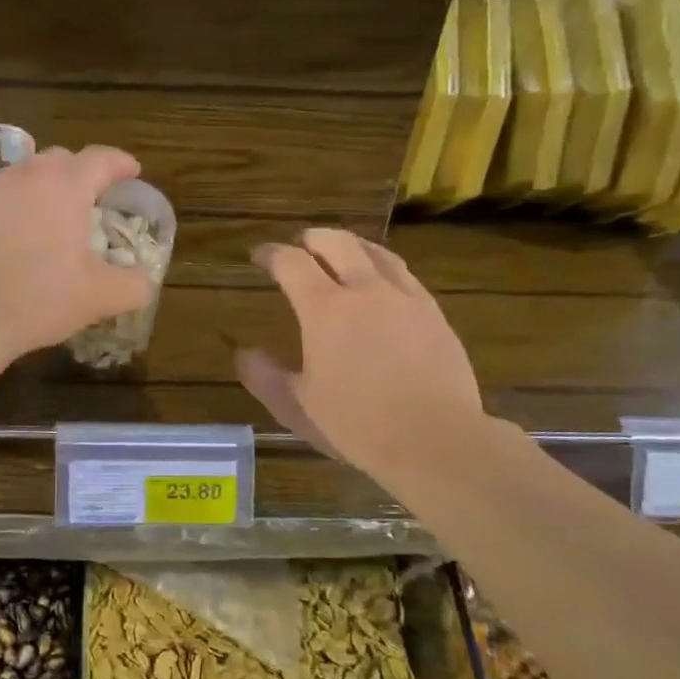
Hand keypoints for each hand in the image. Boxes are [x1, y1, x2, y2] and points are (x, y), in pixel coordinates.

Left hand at [0, 146, 153, 361]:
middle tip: (102, 194)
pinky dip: (31, 199)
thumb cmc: (43, 298)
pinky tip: (36, 228)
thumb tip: (143, 280)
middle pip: (64, 158)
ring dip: (55, 182)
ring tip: (69, 209)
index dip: (122, 163)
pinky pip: (13, 192)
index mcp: (66, 185)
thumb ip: (134, 284)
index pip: (101, 159)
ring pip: (34, 171)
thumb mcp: (102, 296)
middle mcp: (31, 177)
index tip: (134, 173)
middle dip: (87, 170)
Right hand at [237, 230, 489, 492]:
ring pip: (376, 252)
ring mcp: (405, 298)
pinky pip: (403, 275)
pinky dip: (382, 267)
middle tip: (299, 245)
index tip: (258, 255)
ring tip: (340, 252)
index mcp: (325, 309)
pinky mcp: (433, 314)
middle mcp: (365, 291)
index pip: (291, 263)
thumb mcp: (298, 407)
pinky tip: (382, 284)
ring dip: (350, 245)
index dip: (271, 253)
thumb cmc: (358, 425)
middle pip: (336, 242)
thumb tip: (243, 353)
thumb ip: (265, 377)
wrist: (437, 440)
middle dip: (312, 238)